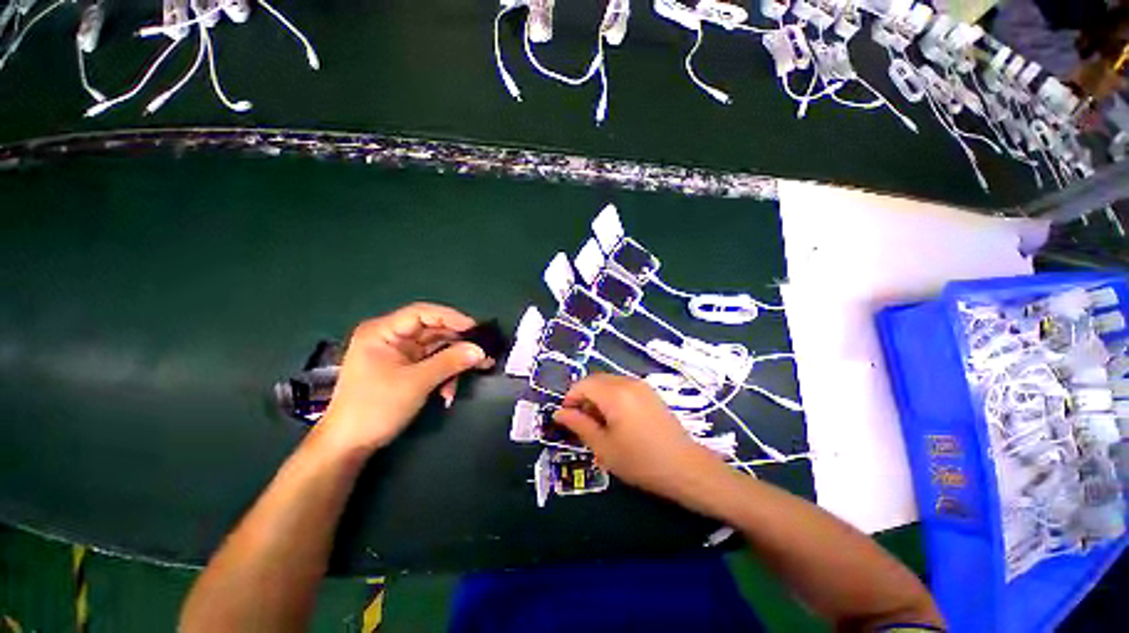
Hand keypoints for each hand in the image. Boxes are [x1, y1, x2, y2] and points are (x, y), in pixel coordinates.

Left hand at [312, 303, 492, 456]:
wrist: (349, 445)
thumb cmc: (375, 407)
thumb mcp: (416, 382)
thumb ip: (450, 362)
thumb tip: (480, 351)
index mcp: (383, 332)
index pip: (422, 313)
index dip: (451, 318)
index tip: (476, 329)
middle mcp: (391, 338)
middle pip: (433, 331)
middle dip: (458, 343)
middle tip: (483, 352)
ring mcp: (399, 354)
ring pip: (436, 348)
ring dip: (454, 362)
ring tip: (476, 370)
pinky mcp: (405, 369)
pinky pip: (432, 363)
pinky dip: (445, 374)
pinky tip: (449, 391)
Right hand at [553, 374, 723, 502]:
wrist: (684, 467)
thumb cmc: (640, 460)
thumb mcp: (603, 447)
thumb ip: (579, 425)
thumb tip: (559, 413)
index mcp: (614, 393)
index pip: (583, 384)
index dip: (570, 398)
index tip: (567, 418)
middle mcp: (627, 382)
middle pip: (596, 380)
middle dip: (584, 397)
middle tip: (582, 422)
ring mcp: (641, 385)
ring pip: (609, 382)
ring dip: (598, 397)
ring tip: (600, 423)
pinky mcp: (650, 392)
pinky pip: (623, 386)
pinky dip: (612, 397)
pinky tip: (617, 419)